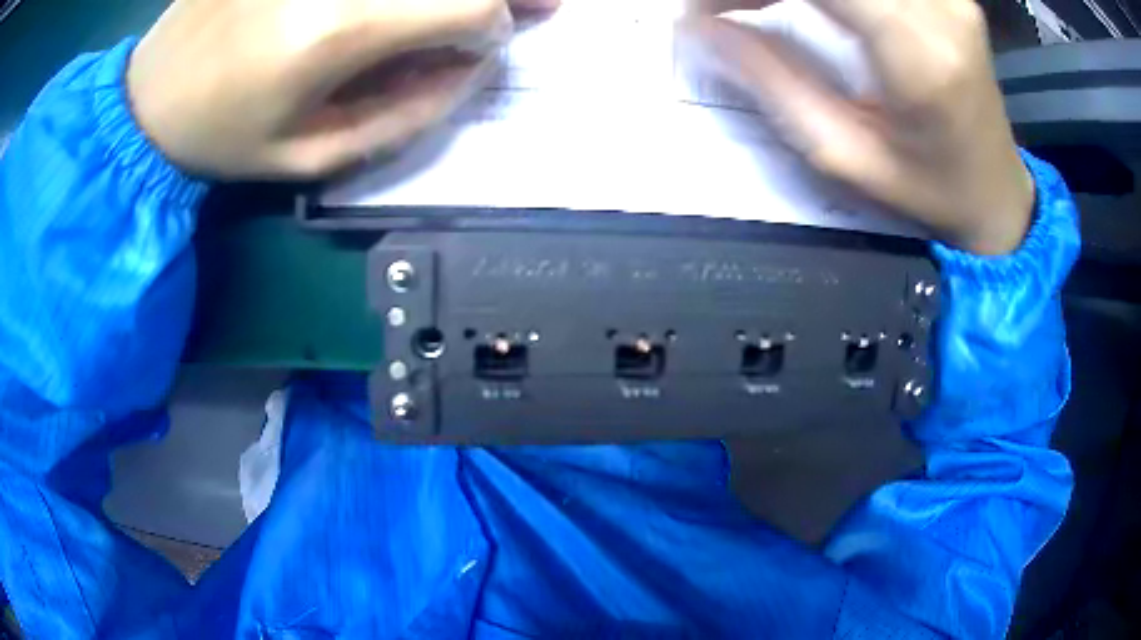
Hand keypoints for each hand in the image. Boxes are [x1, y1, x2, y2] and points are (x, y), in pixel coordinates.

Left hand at [128, 0, 557, 179]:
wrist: (150, 94)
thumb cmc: (224, 137)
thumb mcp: (312, 155)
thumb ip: (407, 113)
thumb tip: (471, 65)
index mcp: (337, 27)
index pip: (470, 5)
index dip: (496, 24)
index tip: (480, 44)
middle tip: (535, 2)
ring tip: (461, 11)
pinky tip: (394, 11)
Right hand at [678, 0, 1034, 254]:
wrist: (996, 194)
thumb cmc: (928, 192)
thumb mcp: (844, 156)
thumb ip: (773, 82)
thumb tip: (701, 28)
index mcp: (919, 54)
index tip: (702, 9)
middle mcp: (939, 7)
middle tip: (722, 9)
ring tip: (757, 6)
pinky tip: (802, 1)